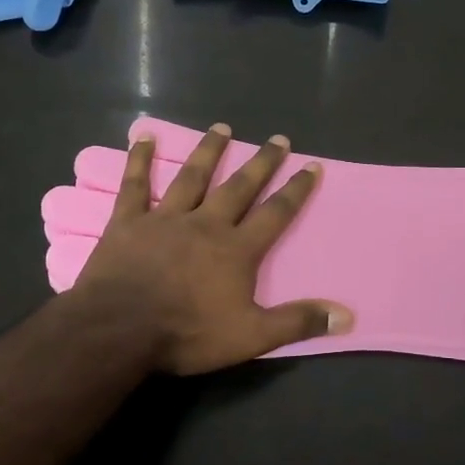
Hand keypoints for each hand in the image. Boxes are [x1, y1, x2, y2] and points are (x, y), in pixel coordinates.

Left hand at [74, 123, 352, 374]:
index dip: (296, 190)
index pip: (275, 213)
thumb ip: (296, 322)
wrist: (118, 330)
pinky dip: (140, 159)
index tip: (312, 165)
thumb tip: (346, 316)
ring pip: (192, 176)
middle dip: (261, 163)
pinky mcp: (129, 221)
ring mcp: (165, 218)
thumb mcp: (250, 337)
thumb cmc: (186, 333)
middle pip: (239, 187)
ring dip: (209, 151)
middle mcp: (206, 223)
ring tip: (222, 127)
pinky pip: (135, 184)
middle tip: (277, 138)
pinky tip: (144, 136)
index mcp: (236, 249)